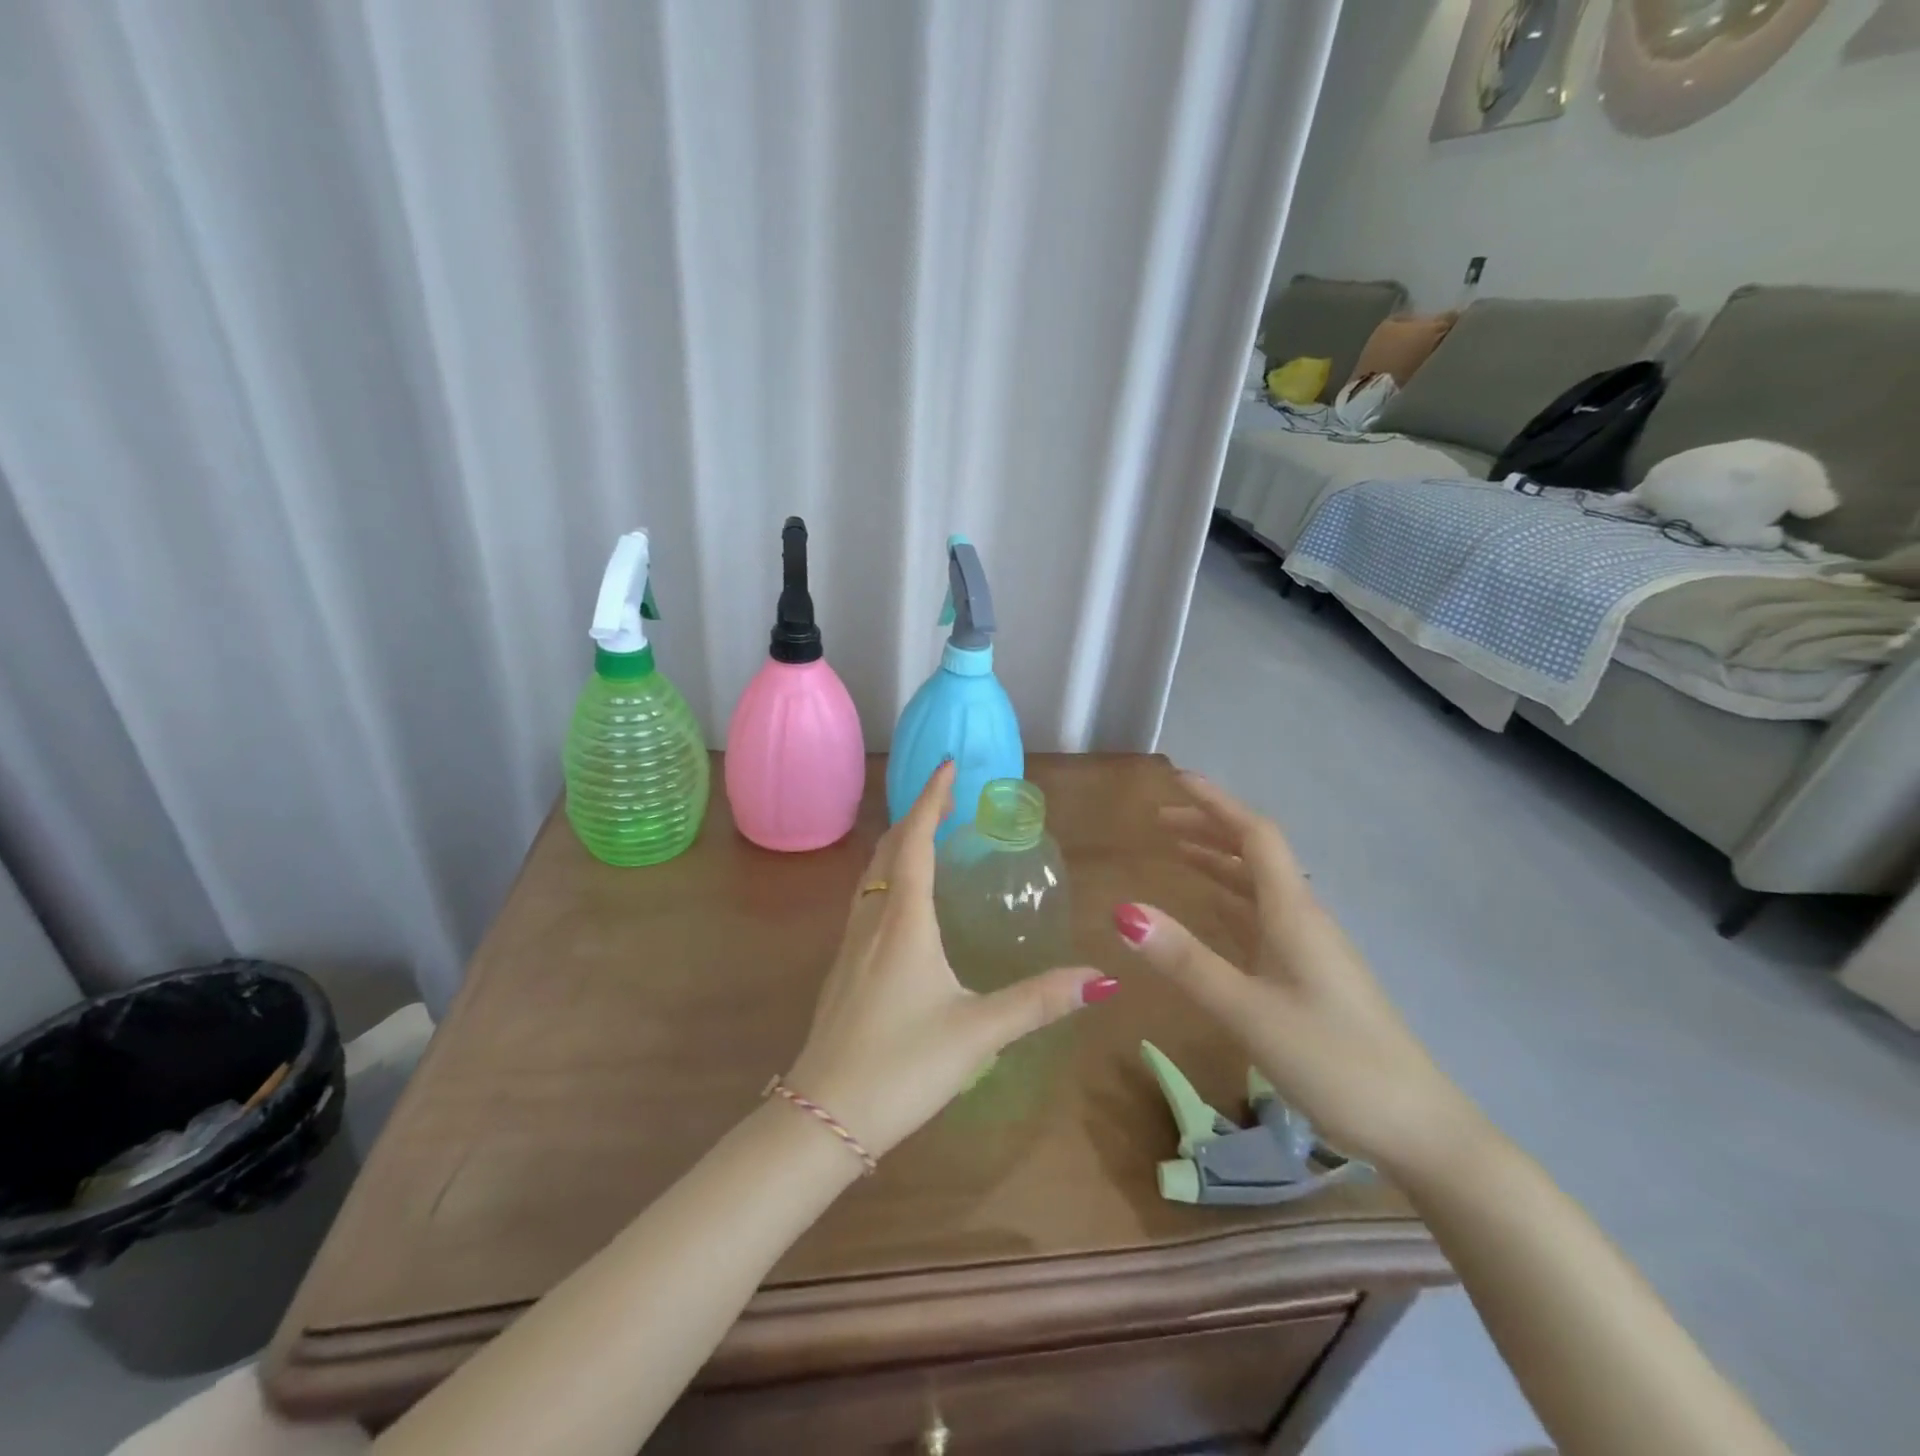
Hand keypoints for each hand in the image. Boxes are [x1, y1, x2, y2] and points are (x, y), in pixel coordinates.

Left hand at [786, 761, 1116, 1160]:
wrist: (822, 1116)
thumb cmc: (902, 1065)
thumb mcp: (978, 1032)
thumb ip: (1038, 1002)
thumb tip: (1100, 979)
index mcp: (904, 920)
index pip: (916, 841)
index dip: (932, 799)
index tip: (948, 765)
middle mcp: (873, 920)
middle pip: (888, 849)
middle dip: (916, 815)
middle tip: (945, 796)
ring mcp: (850, 944)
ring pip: (872, 874)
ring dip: (898, 845)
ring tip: (926, 836)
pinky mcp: (842, 970)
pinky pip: (866, 900)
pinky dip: (888, 877)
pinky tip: (902, 903)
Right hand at [1113, 771, 1473, 1171]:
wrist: (1417, 1129)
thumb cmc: (1333, 1061)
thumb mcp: (1248, 1011)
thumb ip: (1186, 961)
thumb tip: (1123, 910)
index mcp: (1294, 913)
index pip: (1255, 835)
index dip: (1216, 802)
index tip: (1176, 779)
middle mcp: (1304, 918)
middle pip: (1256, 853)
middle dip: (1209, 828)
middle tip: (1160, 821)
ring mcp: (1311, 948)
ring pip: (1260, 885)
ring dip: (1219, 861)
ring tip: (1177, 853)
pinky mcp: (1312, 975)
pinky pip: (1263, 916)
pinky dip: (1230, 898)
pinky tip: (1213, 912)